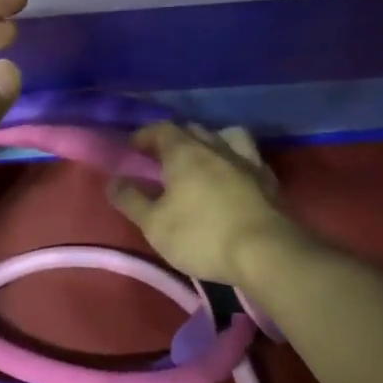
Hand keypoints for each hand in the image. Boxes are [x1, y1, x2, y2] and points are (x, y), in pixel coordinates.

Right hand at [106, 123, 295, 286]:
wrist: (266, 253)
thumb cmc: (201, 235)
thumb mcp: (154, 224)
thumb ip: (131, 200)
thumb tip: (114, 181)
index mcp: (185, 152)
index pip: (161, 129)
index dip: (144, 135)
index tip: (132, 147)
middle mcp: (216, 147)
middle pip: (192, 130)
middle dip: (174, 138)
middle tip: (161, 156)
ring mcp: (247, 161)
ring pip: (226, 136)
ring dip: (210, 141)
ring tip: (201, 159)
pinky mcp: (269, 180)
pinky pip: (248, 158)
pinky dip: (235, 161)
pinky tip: (232, 177)